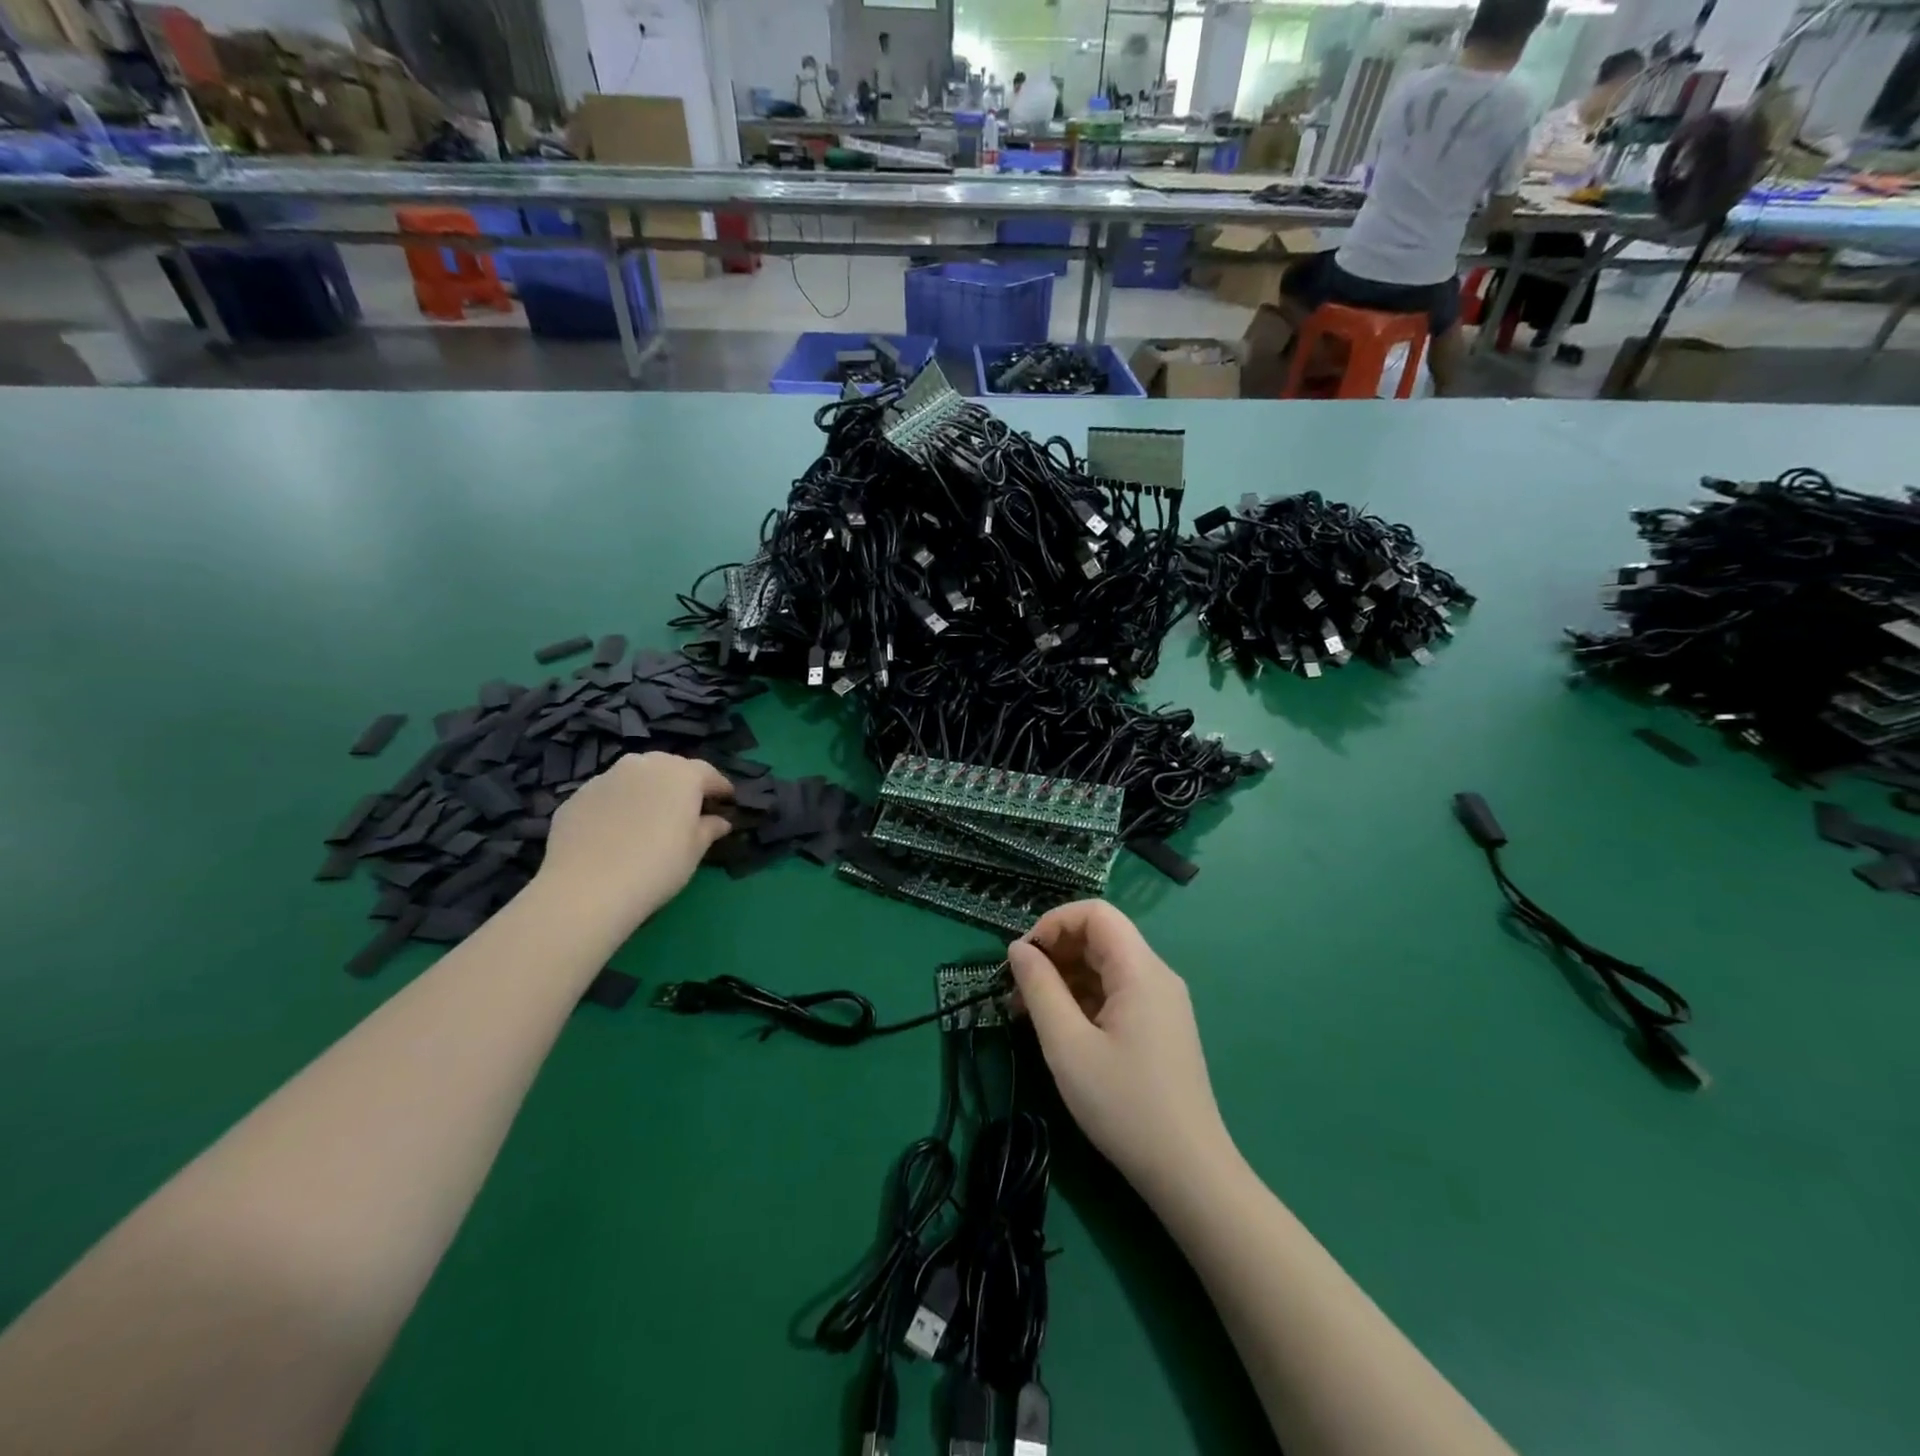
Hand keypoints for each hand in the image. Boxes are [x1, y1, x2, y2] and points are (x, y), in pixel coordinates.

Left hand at [536, 752, 732, 929]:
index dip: (720, 788)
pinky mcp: (578, 795)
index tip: (727, 801)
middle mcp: (645, 765)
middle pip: (670, 767)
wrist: (586, 888)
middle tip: (688, 808)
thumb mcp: (694, 851)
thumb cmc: (656, 867)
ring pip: (636, 776)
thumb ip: (709, 829)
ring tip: (650, 816)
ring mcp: (607, 777)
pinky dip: (618, 804)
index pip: (709, 773)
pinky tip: (617, 830)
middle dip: (682, 783)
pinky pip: (609, 793)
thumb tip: (720, 821)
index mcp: (681, 774)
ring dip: (648, 789)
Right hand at [1008, 901, 1235, 1193]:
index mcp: (1140, 970)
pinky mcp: (1160, 1026)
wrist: (1189, 1172)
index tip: (1022, 957)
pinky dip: (1083, 998)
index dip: (1053, 923)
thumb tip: (1018, 949)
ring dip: (1064, 977)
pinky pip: (1116, 992)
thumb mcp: (1068, 1046)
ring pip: (1106, 966)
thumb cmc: (1124, 1105)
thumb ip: (1039, 989)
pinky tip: (1059, 1028)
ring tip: (1027, 1012)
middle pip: (1100, 937)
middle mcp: (1156, 975)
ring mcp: (1161, 1001)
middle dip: (1054, 952)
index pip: (1095, 913)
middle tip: (1016, 989)